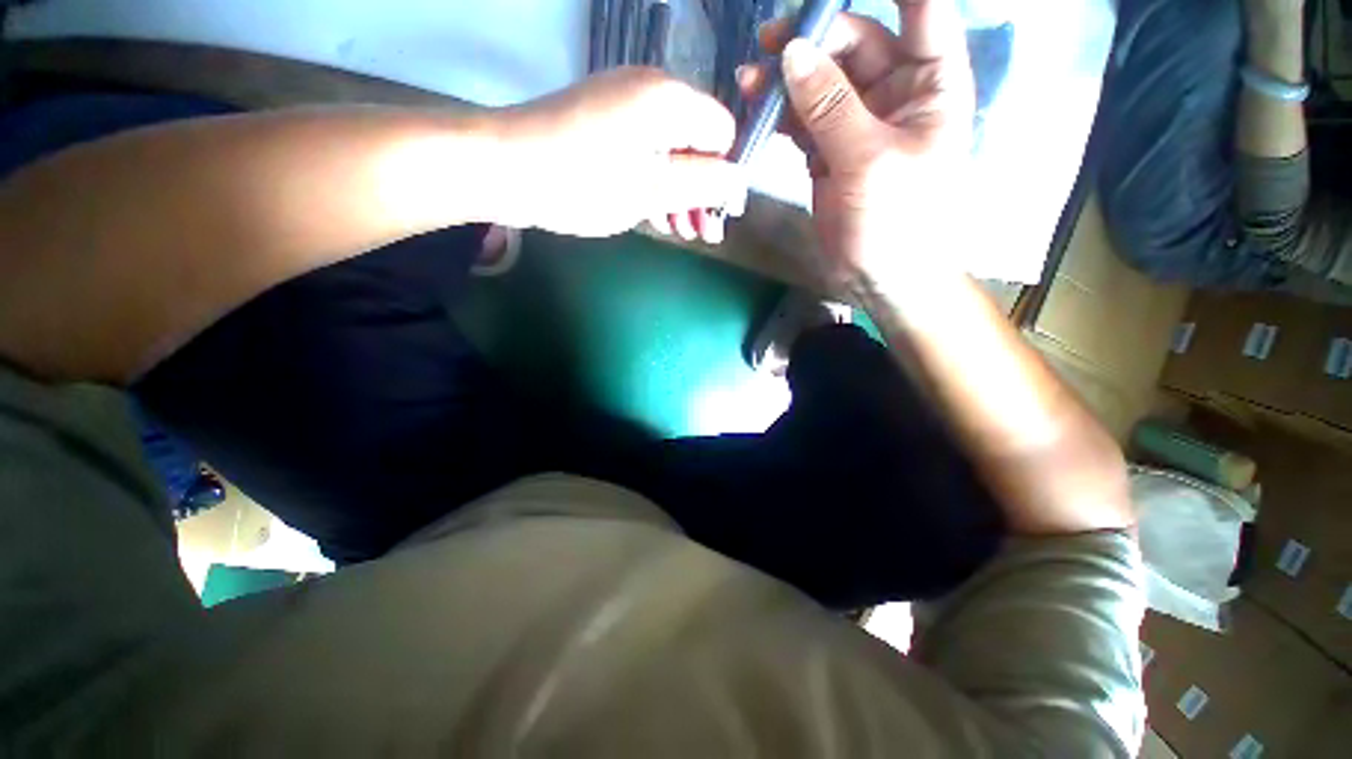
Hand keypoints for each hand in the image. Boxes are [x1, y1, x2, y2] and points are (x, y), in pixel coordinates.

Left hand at [499, 67, 746, 242]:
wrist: (501, 168)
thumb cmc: (582, 182)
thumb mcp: (651, 190)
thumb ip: (702, 184)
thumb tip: (739, 182)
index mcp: (669, 99)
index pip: (722, 133)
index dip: (725, 174)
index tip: (718, 213)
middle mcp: (650, 91)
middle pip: (696, 143)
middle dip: (702, 191)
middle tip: (701, 234)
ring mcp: (622, 105)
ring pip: (669, 151)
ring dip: (679, 193)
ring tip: (679, 231)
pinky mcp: (603, 123)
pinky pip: (643, 152)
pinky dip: (653, 183)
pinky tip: (654, 214)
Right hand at [740, 1, 974, 289]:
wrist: (880, 278)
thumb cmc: (898, 220)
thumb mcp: (869, 160)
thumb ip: (830, 106)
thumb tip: (792, 53)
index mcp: (931, 83)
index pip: (921, 11)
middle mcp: (896, 93)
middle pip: (855, 44)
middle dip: (813, 41)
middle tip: (769, 44)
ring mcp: (858, 123)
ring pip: (822, 82)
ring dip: (788, 78)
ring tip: (751, 78)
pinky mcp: (830, 151)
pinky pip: (804, 120)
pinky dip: (782, 114)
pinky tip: (758, 108)